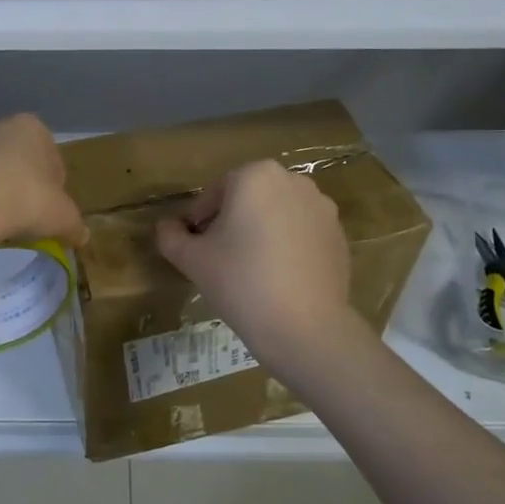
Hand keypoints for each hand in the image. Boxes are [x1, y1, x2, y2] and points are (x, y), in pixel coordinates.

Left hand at [0, 115, 87, 248]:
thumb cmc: (24, 201)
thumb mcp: (63, 218)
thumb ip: (74, 225)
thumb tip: (81, 235)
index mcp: (31, 129)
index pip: (50, 156)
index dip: (52, 186)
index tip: (48, 210)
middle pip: (11, 157)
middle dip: (15, 182)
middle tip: (18, 217)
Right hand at [155, 160, 368, 369]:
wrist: (305, 327)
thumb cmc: (240, 281)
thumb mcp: (192, 259)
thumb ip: (171, 236)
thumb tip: (166, 227)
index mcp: (255, 176)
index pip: (214, 193)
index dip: (199, 220)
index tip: (194, 248)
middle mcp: (292, 181)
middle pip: (248, 198)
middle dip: (231, 222)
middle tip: (218, 258)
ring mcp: (321, 208)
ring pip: (276, 214)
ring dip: (260, 231)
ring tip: (249, 269)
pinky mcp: (339, 235)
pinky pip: (301, 233)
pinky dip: (287, 246)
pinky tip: (278, 278)